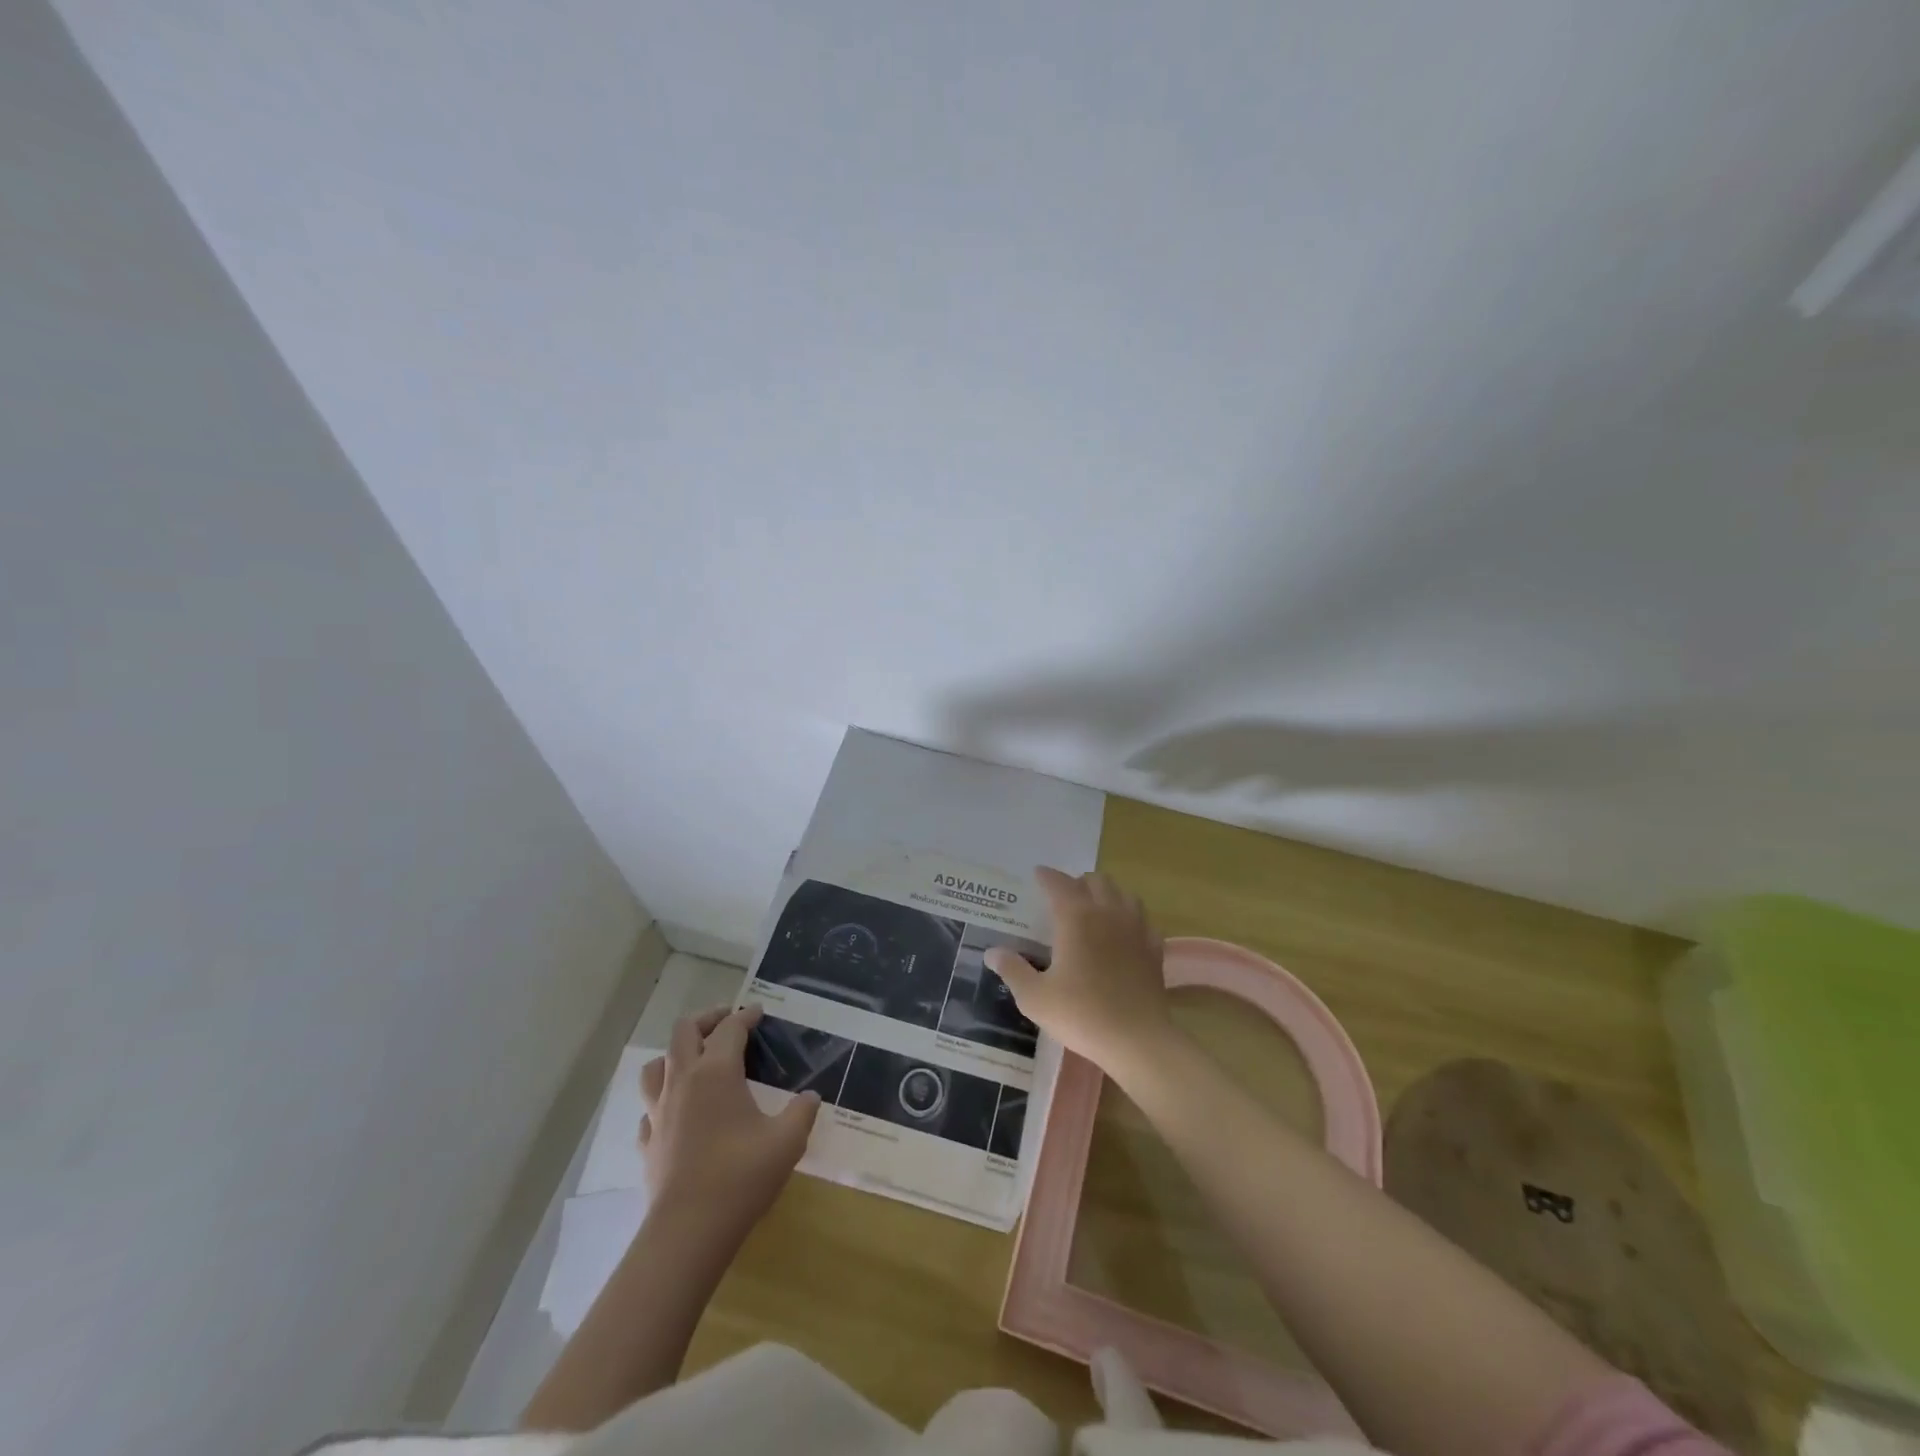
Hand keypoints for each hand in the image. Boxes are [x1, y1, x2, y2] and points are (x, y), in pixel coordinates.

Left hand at [639, 1005, 819, 1230]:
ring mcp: (659, 1111)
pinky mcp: (648, 1141)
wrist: (689, 1230)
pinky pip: (650, 1107)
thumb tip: (811, 1097)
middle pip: (685, 1031)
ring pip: (656, 1065)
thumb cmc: (741, 1176)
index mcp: (717, 1072)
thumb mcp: (787, 1141)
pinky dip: (663, 1099)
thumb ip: (802, 1112)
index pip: (730, 1029)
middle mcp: (683, 1081)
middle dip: (707, 1019)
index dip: (746, 1016)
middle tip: (727, 1022)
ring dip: (675, 1054)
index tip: (759, 1013)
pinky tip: (677, 1111)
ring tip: (695, 1059)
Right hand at [985, 867, 1173, 1081]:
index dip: (1047, 876)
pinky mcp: (1154, 949)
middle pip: (1096, 881)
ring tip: (1095, 907)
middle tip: (1064, 895)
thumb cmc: (1081, 1015)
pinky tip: (1124, 933)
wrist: (1137, 1040)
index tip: (1037, 874)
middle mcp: (1107, 913)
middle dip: (1078, 882)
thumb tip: (992, 952)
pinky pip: (1143, 920)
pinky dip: (1130, 918)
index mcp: (1076, 918)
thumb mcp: (1035, 997)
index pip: (1059, 883)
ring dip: (1107, 894)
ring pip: (1124, 894)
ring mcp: (1135, 929)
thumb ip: (1012, 970)